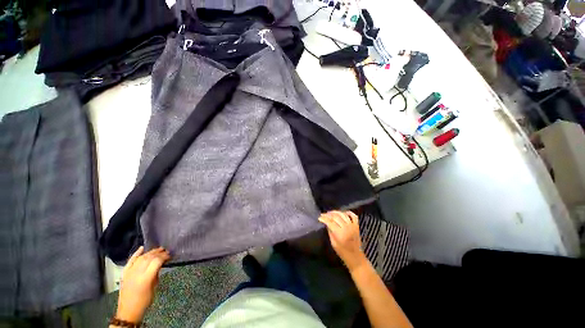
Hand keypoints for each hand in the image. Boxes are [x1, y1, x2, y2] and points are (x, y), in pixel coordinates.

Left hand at [115, 246, 170, 322]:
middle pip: (149, 257)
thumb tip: (161, 264)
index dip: (164, 256)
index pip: (156, 261)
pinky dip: (136, 253)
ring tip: (158, 250)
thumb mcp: (154, 288)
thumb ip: (156, 274)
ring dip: (150, 252)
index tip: (170, 255)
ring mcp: (129, 272)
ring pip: (141, 257)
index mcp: (146, 278)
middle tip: (166, 251)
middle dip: (158, 253)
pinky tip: (142, 248)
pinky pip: (130, 260)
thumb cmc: (145, 301)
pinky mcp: (125, 273)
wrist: (128, 310)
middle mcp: (137, 273)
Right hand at [319, 211, 366, 271]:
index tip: (319, 217)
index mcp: (340, 234)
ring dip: (336, 212)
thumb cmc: (343, 252)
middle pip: (336, 217)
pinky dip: (348, 212)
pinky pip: (353, 216)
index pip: (330, 222)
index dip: (324, 219)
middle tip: (323, 214)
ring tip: (330, 213)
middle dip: (328, 214)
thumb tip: (326, 223)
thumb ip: (330, 232)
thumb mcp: (333, 243)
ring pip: (343, 214)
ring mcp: (352, 226)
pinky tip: (343, 212)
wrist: (356, 258)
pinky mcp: (357, 226)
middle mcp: (347, 228)